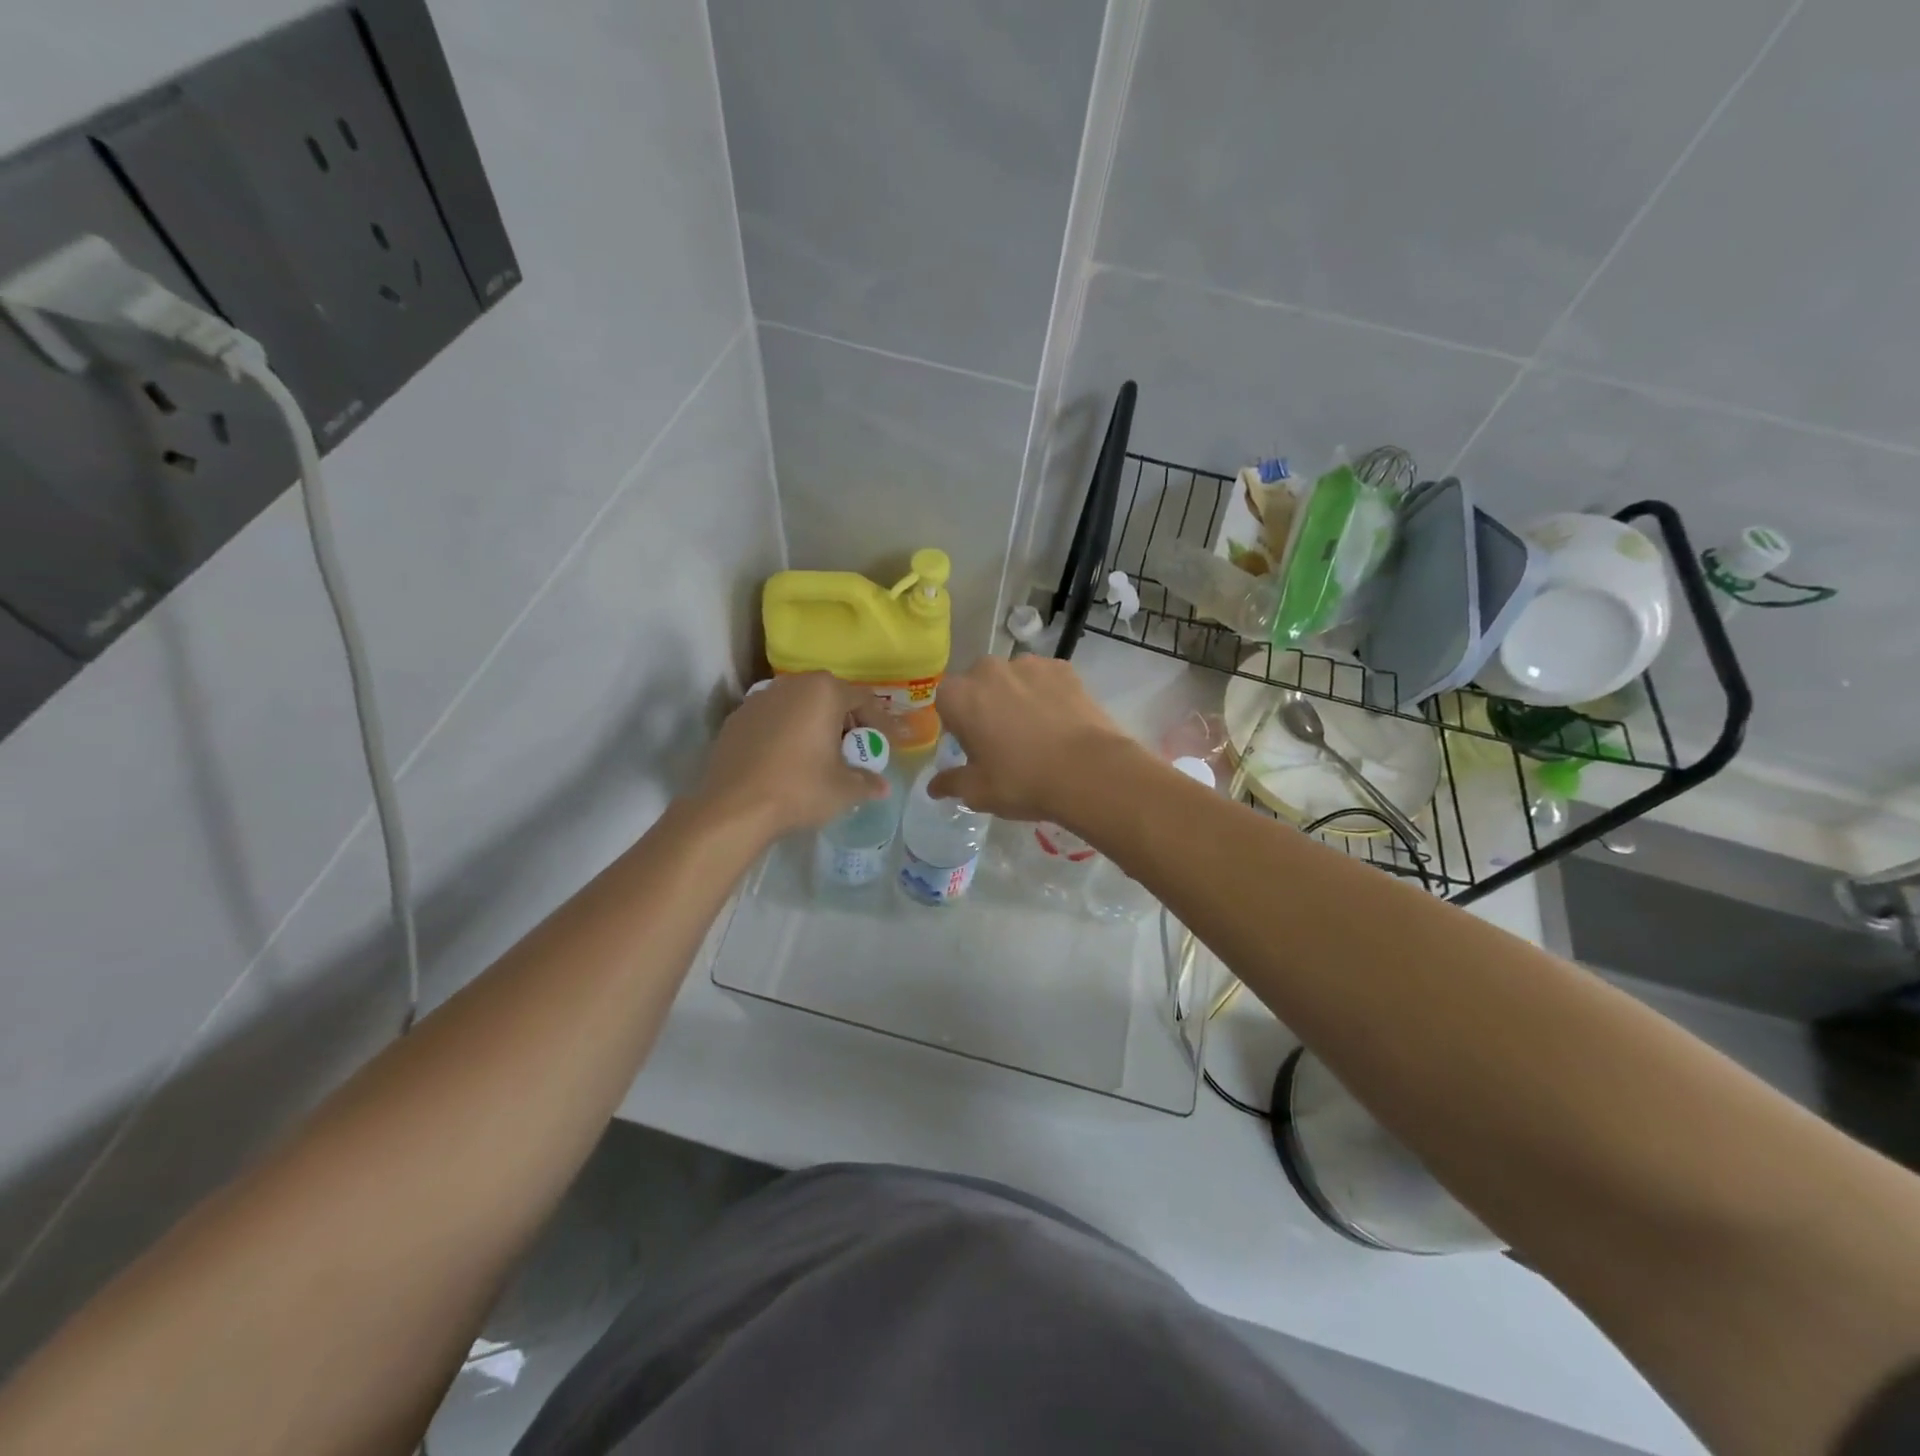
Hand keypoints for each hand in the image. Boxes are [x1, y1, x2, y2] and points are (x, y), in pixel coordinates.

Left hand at [697, 674, 886, 838]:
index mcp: (823, 691)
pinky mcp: (735, 720)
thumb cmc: (799, 788)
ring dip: (814, 726)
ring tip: (821, 757)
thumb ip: (867, 782)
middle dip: (846, 722)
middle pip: (829, 697)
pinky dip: (787, 735)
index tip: (886, 747)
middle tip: (855, 751)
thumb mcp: (844, 789)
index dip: (879, 723)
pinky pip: (773, 721)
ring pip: (798, 707)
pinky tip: (788, 762)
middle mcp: (791, 685)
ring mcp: (758, 700)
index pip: (863, 699)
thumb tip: (881, 787)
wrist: (732, 808)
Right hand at [927, 656, 1135, 822]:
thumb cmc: (1022, 781)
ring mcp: (1029, 664)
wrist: (1088, 771)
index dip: (958, 725)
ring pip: (1013, 679)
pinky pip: (1045, 679)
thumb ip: (951, 783)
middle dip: (986, 706)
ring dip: (1016, 697)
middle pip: (979, 685)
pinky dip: (1047, 694)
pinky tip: (1059, 722)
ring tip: (1036, 731)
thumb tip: (934, 787)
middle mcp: (989, 669)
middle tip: (1003, 741)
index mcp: (959, 696)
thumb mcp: (978, 791)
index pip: (946, 702)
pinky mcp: (1063, 668)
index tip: (973, 747)